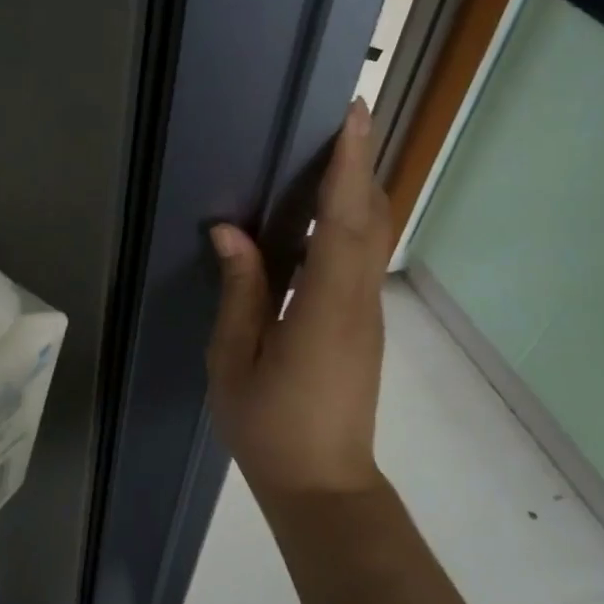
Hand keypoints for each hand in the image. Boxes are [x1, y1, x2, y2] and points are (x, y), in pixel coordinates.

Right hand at [206, 99, 392, 502]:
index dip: (347, 166)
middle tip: (341, 120)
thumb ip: (240, 293)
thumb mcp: (235, 360)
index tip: (351, 116)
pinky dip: (349, 223)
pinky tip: (321, 217)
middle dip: (360, 165)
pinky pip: (361, 260)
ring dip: (356, 191)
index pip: (344, 221)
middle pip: (370, 219)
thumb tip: (232, 233)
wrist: (323, 487)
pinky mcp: (362, 326)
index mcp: (326, 307)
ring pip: (371, 238)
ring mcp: (366, 314)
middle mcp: (357, 301)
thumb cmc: (270, 427)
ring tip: (329, 155)